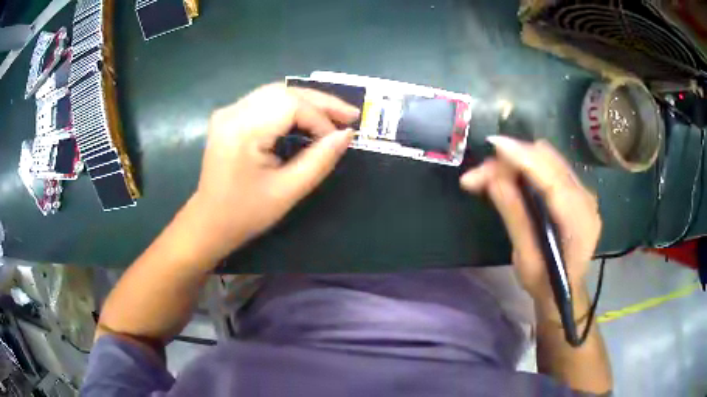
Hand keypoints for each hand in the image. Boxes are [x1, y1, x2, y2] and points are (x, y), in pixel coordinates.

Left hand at [191, 83, 359, 261]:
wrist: (210, 222)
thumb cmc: (246, 213)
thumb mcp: (288, 191)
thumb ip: (319, 160)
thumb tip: (346, 134)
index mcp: (243, 131)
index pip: (291, 105)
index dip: (320, 118)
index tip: (339, 138)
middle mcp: (233, 112)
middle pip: (284, 91)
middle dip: (320, 101)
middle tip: (350, 114)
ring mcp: (228, 111)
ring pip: (276, 91)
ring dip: (307, 101)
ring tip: (334, 114)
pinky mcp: (229, 116)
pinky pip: (265, 100)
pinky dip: (290, 105)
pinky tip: (306, 116)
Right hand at [460, 136, 600, 302]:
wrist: (565, 291)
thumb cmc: (544, 284)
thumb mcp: (526, 259)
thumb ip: (515, 217)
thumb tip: (493, 179)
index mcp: (579, 222)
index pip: (552, 179)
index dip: (524, 158)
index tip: (495, 146)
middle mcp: (586, 199)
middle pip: (549, 162)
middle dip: (513, 159)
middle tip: (480, 175)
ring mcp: (584, 192)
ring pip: (549, 159)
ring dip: (517, 160)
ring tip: (489, 176)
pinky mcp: (577, 189)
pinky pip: (550, 166)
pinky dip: (527, 166)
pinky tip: (509, 176)